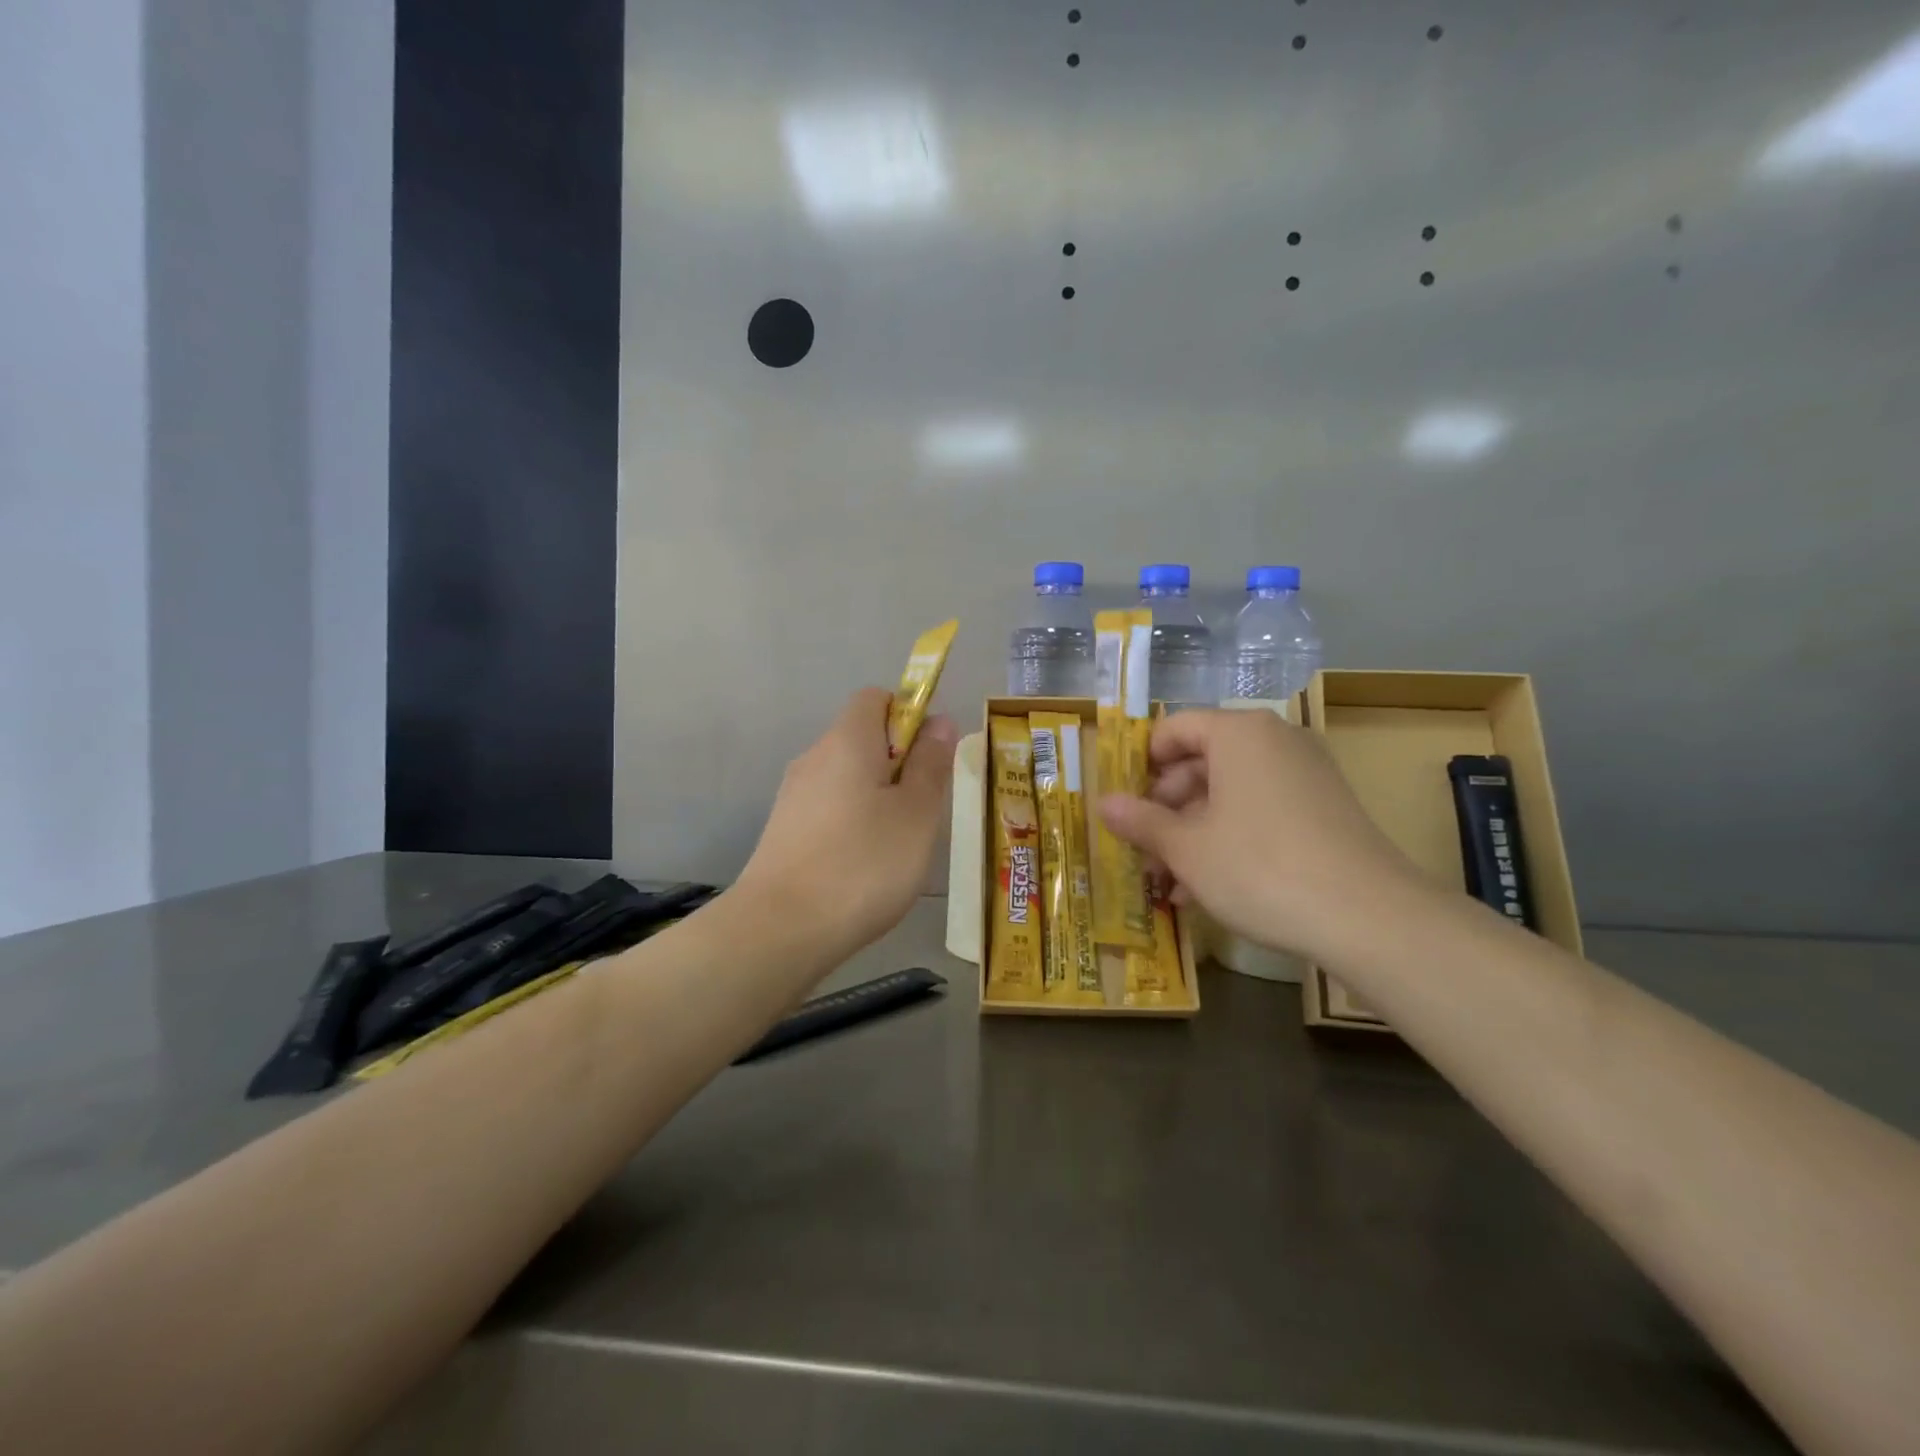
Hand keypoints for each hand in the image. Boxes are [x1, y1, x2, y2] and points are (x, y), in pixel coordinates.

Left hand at [737, 687, 957, 957]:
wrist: (781, 929)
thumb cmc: (864, 863)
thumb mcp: (916, 813)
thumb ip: (930, 763)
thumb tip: (938, 721)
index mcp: (847, 740)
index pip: (876, 698)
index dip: (908, 715)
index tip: (929, 758)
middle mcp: (814, 758)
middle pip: (862, 739)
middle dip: (899, 765)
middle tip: (922, 811)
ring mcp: (793, 796)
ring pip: (848, 779)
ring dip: (878, 799)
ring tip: (896, 847)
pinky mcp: (783, 831)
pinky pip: (829, 810)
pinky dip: (853, 825)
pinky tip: (863, 868)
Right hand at [1098, 710, 1433, 962]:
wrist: (1369, 917)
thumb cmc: (1260, 868)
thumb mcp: (1187, 848)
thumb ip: (1141, 821)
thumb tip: (1102, 803)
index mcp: (1237, 733)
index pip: (1173, 730)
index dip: (1140, 766)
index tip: (1124, 806)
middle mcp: (1274, 740)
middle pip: (1201, 763)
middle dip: (1166, 811)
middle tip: (1143, 855)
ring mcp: (1305, 774)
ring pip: (1229, 794)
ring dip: (1192, 834)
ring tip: (1169, 884)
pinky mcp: (1325, 808)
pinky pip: (1261, 811)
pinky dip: (1230, 839)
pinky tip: (1208, 888)